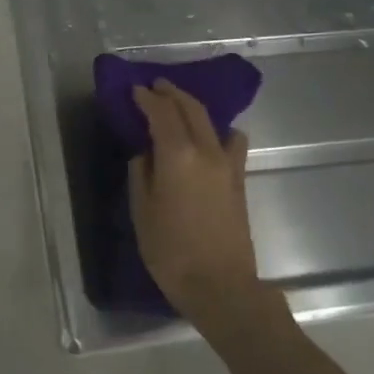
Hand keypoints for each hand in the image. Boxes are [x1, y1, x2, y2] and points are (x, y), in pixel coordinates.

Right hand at [128, 80, 266, 333]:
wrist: (220, 285)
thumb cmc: (171, 252)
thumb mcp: (142, 212)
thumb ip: (141, 174)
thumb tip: (145, 153)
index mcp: (178, 155)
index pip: (162, 113)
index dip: (147, 98)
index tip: (134, 90)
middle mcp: (207, 151)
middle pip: (191, 109)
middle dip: (172, 94)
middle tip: (155, 87)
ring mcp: (228, 165)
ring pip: (213, 122)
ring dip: (194, 108)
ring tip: (179, 108)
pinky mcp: (239, 180)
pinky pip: (231, 142)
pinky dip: (218, 131)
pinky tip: (209, 139)